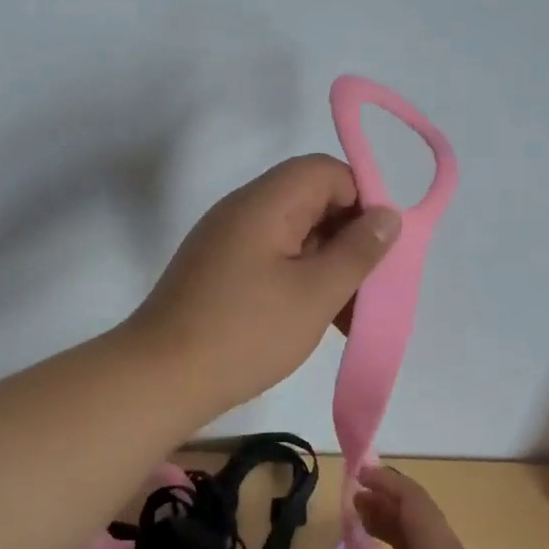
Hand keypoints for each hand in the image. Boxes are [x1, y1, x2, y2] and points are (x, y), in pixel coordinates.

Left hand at [123, 155, 399, 414]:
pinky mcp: (218, 269)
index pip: (326, 171)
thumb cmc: (245, 332)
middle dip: (348, 238)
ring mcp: (226, 240)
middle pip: (310, 200)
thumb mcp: (314, 293)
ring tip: (347, 315)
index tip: (379, 247)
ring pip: (294, 234)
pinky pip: (271, 258)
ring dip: (326, 265)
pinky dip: (299, 279)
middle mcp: (243, 210)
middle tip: (369, 286)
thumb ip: (357, 251)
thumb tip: (388, 216)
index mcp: (265, 202)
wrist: (160, 377)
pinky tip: (314, 319)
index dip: (361, 199)